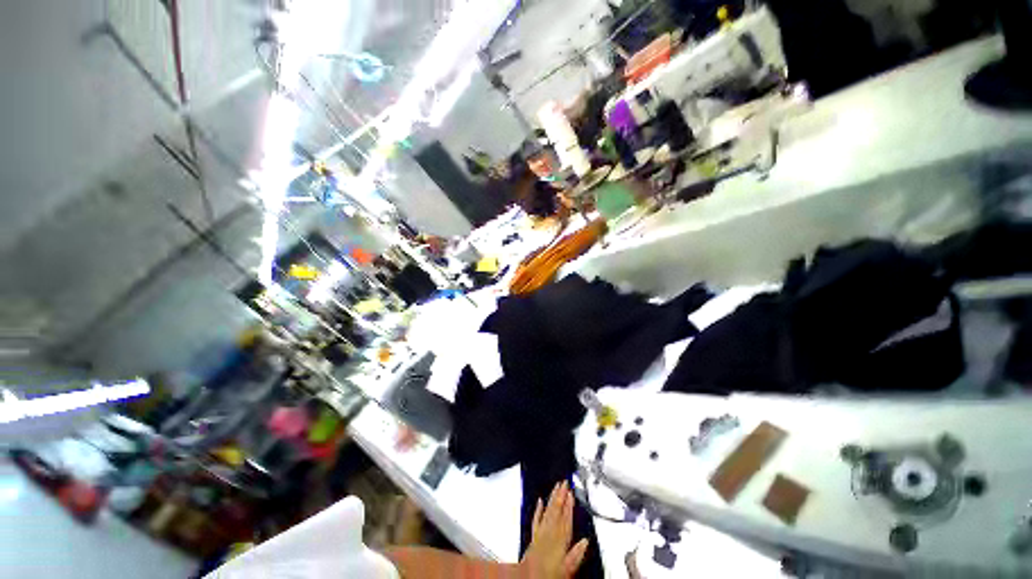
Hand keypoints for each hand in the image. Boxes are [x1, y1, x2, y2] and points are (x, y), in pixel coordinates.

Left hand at [520, 481, 589, 578]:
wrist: (528, 578)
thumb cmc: (548, 575)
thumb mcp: (568, 568)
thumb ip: (576, 554)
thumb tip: (585, 541)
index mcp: (559, 540)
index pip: (566, 519)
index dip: (569, 505)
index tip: (571, 492)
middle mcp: (549, 533)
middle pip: (557, 510)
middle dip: (561, 495)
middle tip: (564, 482)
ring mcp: (541, 533)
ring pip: (548, 511)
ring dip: (552, 498)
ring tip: (556, 486)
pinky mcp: (533, 537)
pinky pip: (536, 519)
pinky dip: (538, 509)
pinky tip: (540, 500)